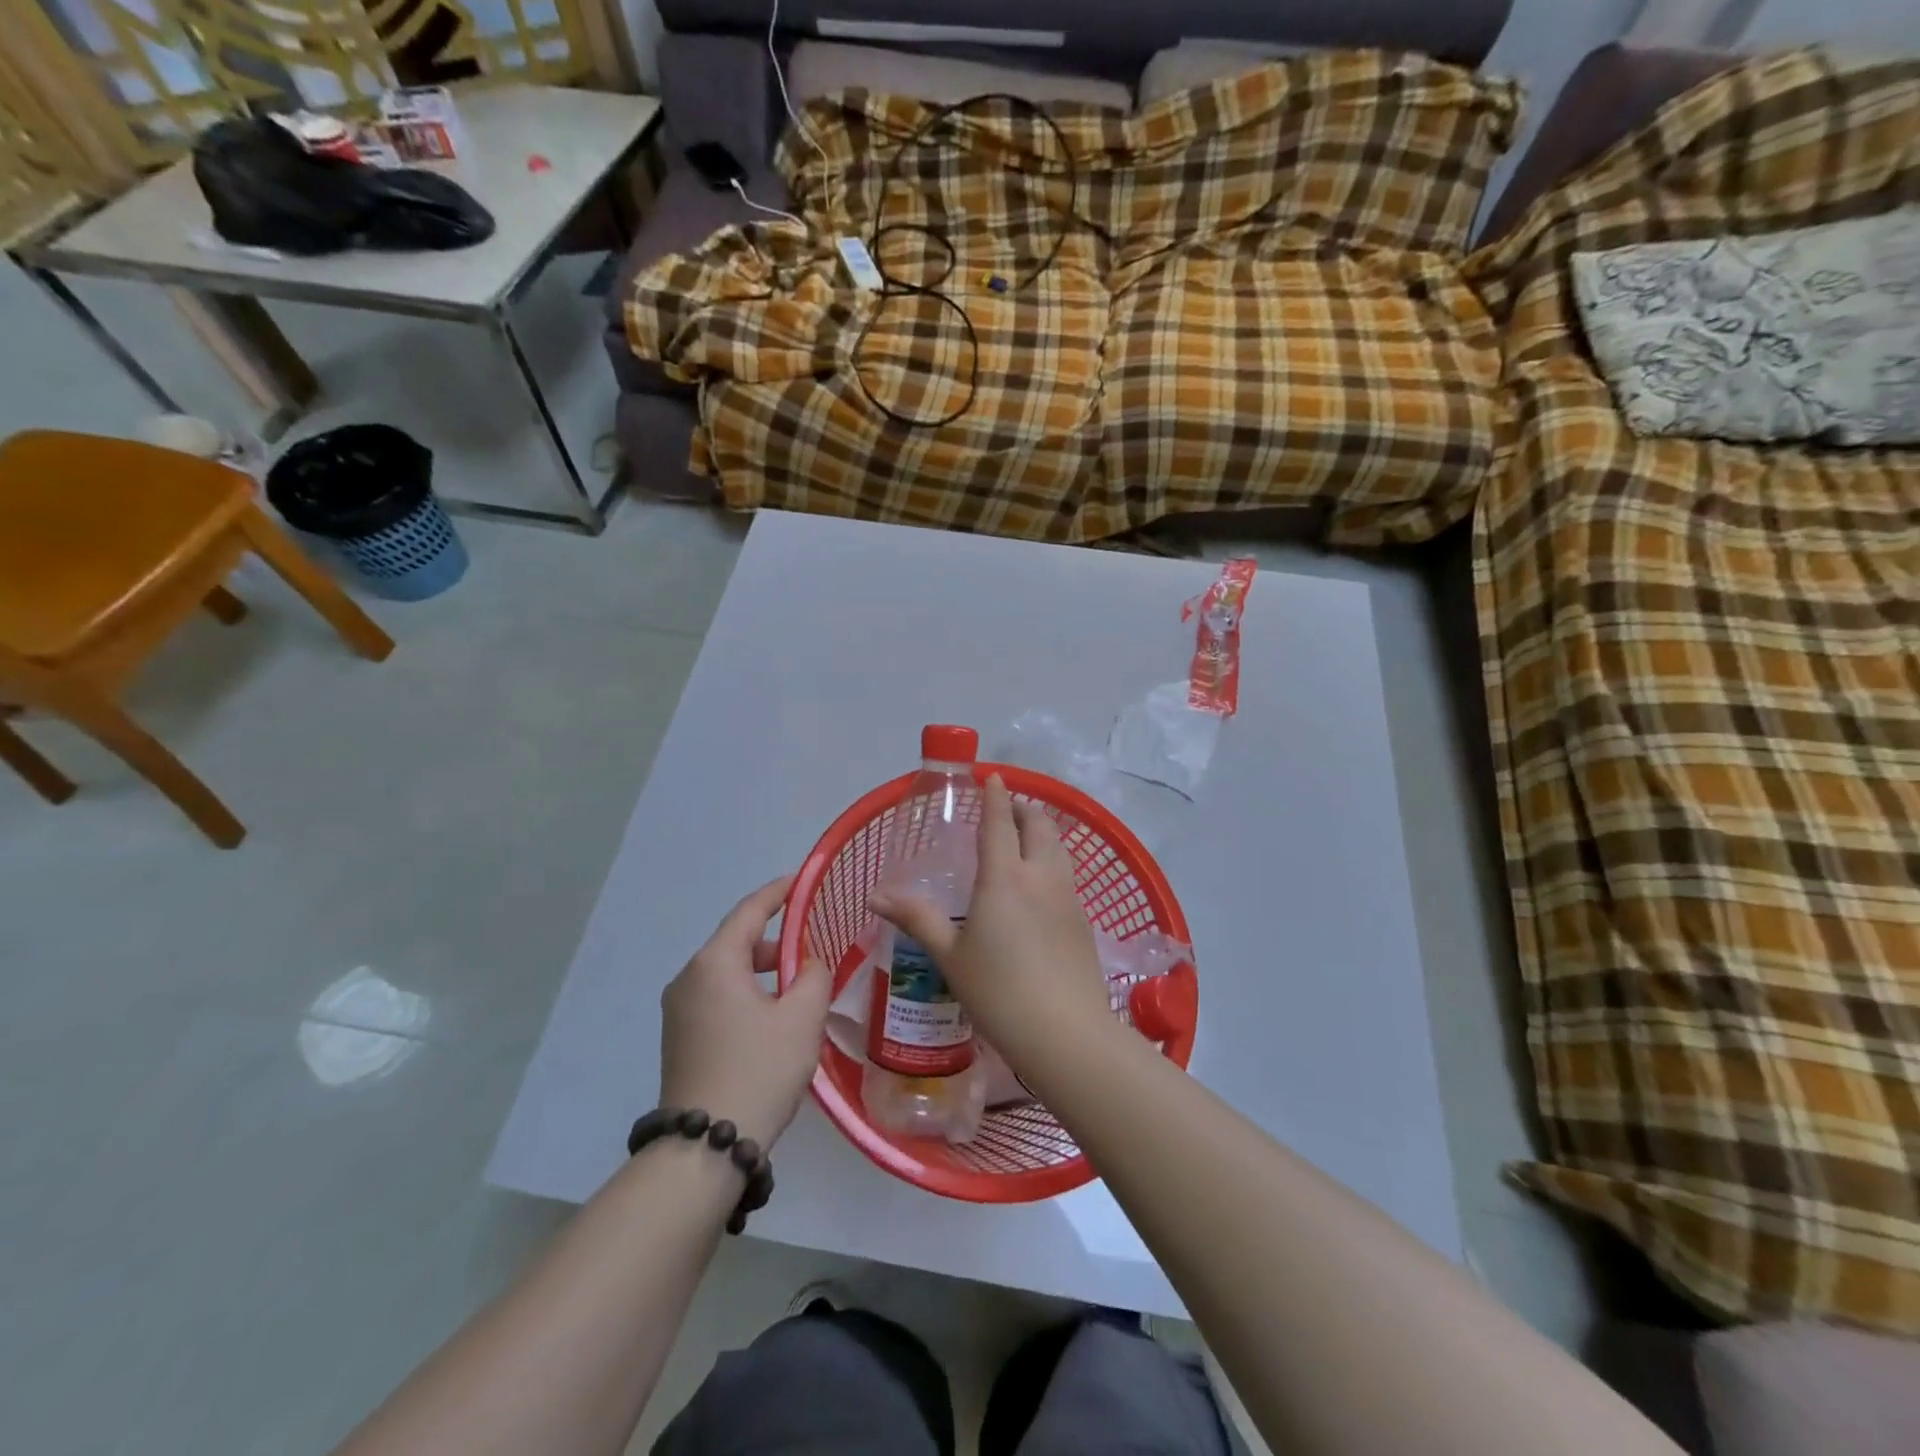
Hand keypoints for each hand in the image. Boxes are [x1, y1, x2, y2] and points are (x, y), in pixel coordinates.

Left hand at [659, 877, 831, 1148]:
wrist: (706, 1147)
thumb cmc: (759, 1069)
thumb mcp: (802, 1017)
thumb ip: (813, 976)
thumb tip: (807, 965)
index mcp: (714, 963)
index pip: (750, 911)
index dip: (779, 892)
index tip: (804, 880)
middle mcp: (688, 978)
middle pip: (736, 941)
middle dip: (776, 940)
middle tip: (813, 947)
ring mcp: (678, 1010)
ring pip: (727, 972)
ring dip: (763, 971)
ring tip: (799, 988)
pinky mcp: (679, 1038)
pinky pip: (717, 998)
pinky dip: (747, 994)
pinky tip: (773, 1019)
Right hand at [871, 776, 1111, 1079]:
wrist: (1065, 1032)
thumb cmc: (998, 991)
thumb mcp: (950, 956)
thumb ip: (917, 919)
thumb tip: (876, 896)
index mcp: (1004, 877)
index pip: (1000, 822)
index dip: (996, 796)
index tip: (993, 777)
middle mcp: (1041, 877)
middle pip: (1040, 827)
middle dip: (1025, 809)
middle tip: (1010, 808)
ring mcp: (1068, 898)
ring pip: (1059, 849)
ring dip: (1043, 833)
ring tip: (1027, 839)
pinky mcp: (1084, 921)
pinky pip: (1067, 876)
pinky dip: (1053, 863)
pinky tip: (1042, 886)